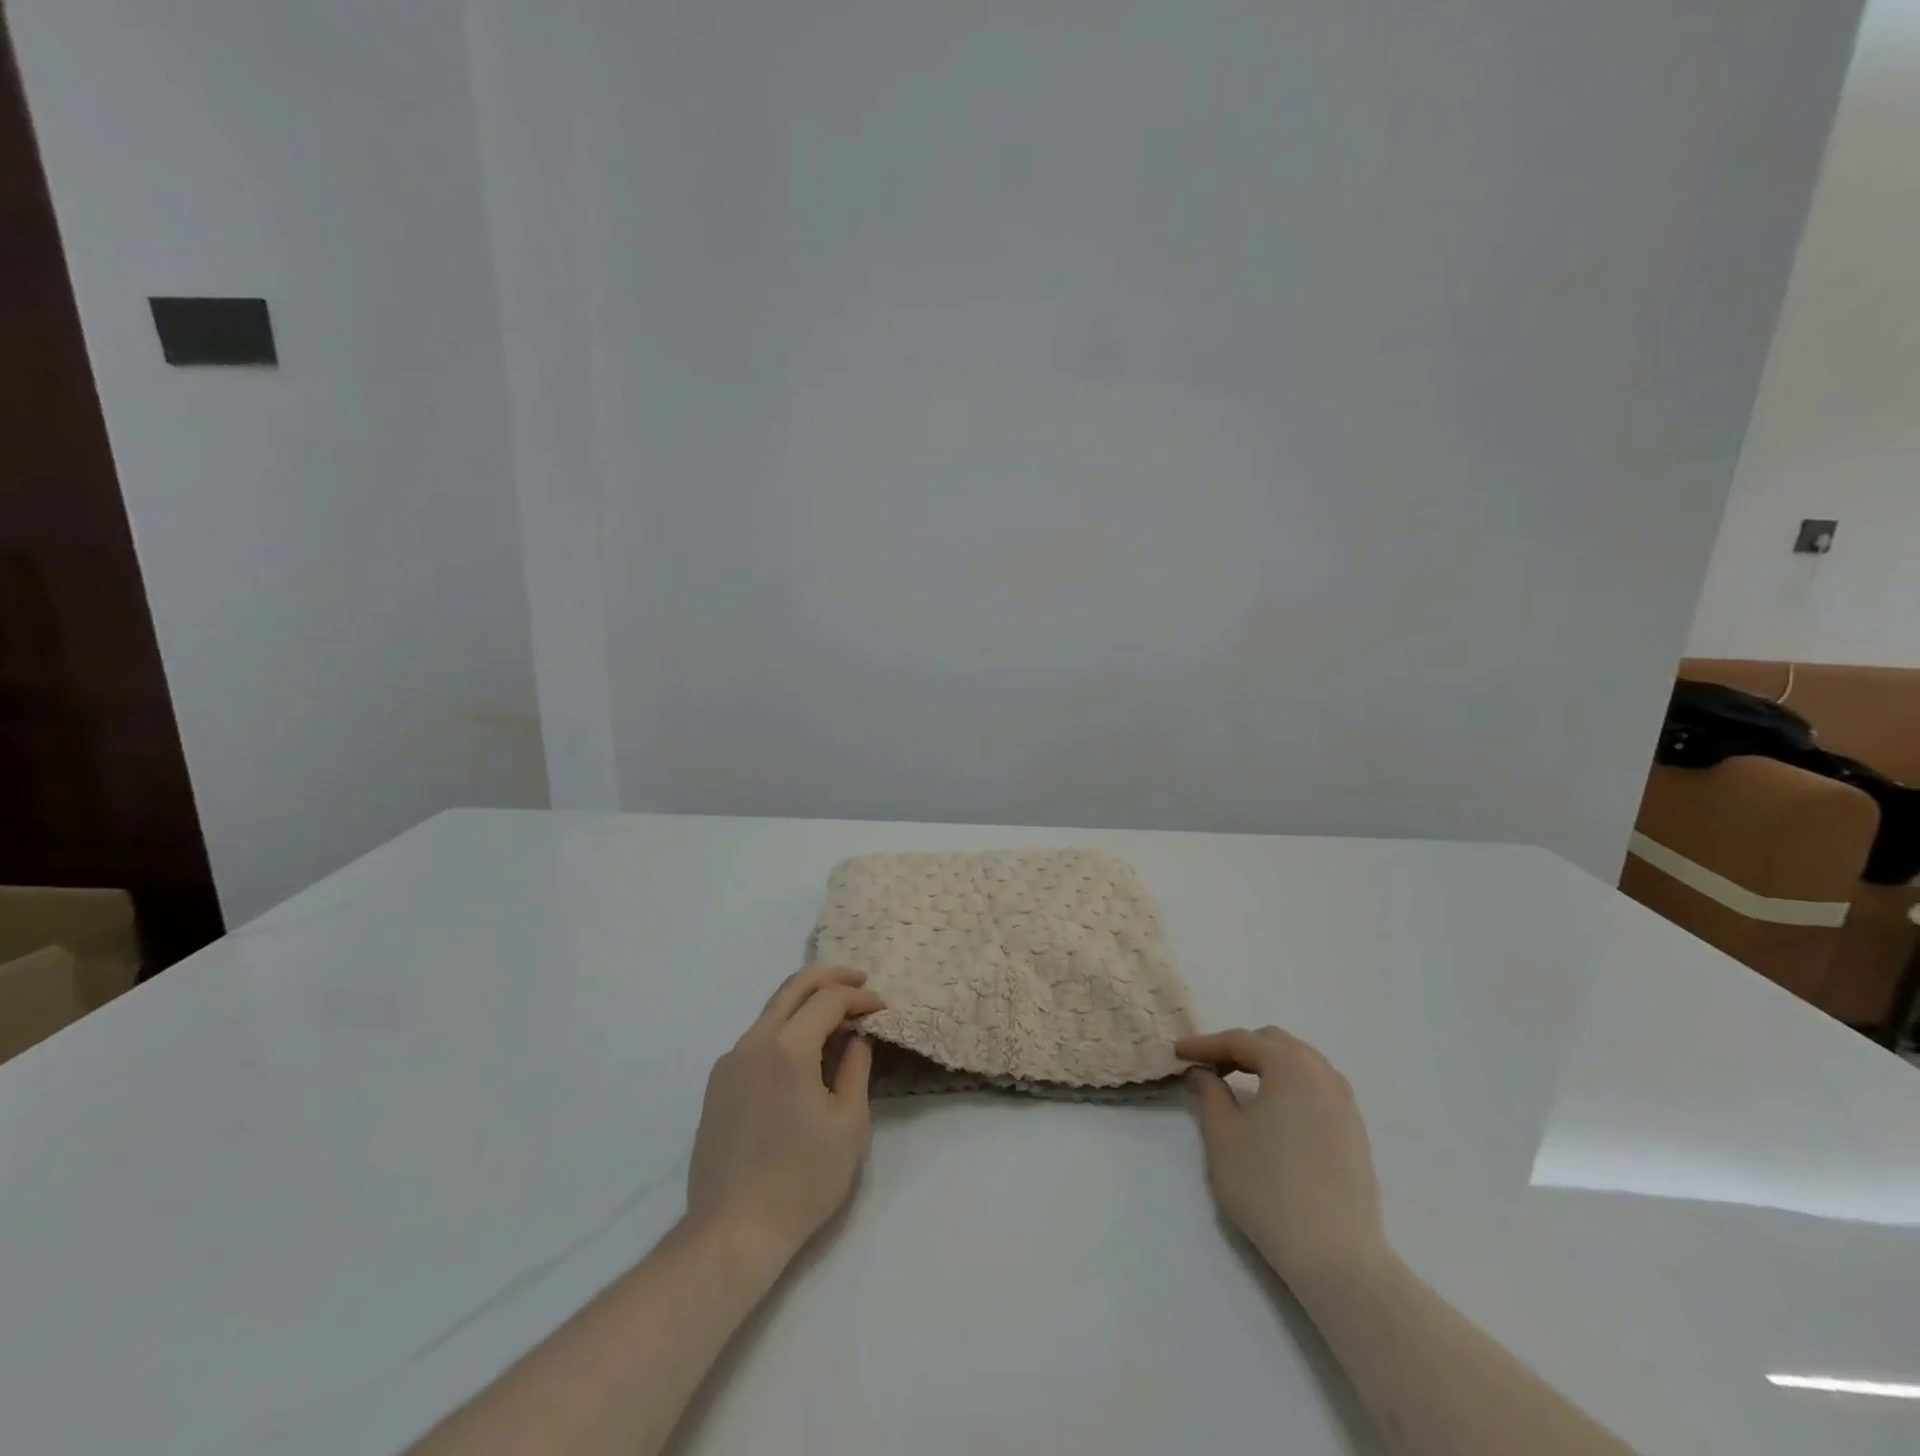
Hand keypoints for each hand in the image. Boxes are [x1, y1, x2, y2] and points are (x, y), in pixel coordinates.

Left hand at [686, 966, 883, 1264]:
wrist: (731, 1233)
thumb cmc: (802, 1181)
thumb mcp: (848, 1125)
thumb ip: (855, 1068)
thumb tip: (856, 1036)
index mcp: (786, 1050)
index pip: (827, 1000)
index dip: (859, 997)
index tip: (882, 1008)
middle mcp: (752, 1043)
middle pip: (793, 987)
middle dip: (830, 977)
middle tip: (860, 981)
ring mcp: (730, 1062)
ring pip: (773, 1010)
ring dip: (807, 1001)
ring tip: (837, 1012)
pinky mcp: (718, 1083)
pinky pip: (757, 1037)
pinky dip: (786, 1027)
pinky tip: (805, 1048)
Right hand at [1177, 1026, 1387, 1295]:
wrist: (1335, 1256)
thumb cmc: (1267, 1188)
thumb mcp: (1223, 1136)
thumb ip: (1209, 1093)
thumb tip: (1203, 1072)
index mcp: (1291, 1066)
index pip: (1240, 1041)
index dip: (1205, 1044)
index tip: (1178, 1052)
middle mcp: (1323, 1074)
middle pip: (1273, 1044)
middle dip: (1238, 1049)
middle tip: (1208, 1068)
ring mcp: (1345, 1103)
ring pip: (1299, 1063)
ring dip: (1266, 1065)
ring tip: (1238, 1085)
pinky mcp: (1355, 1131)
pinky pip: (1316, 1088)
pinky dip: (1289, 1086)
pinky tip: (1272, 1111)